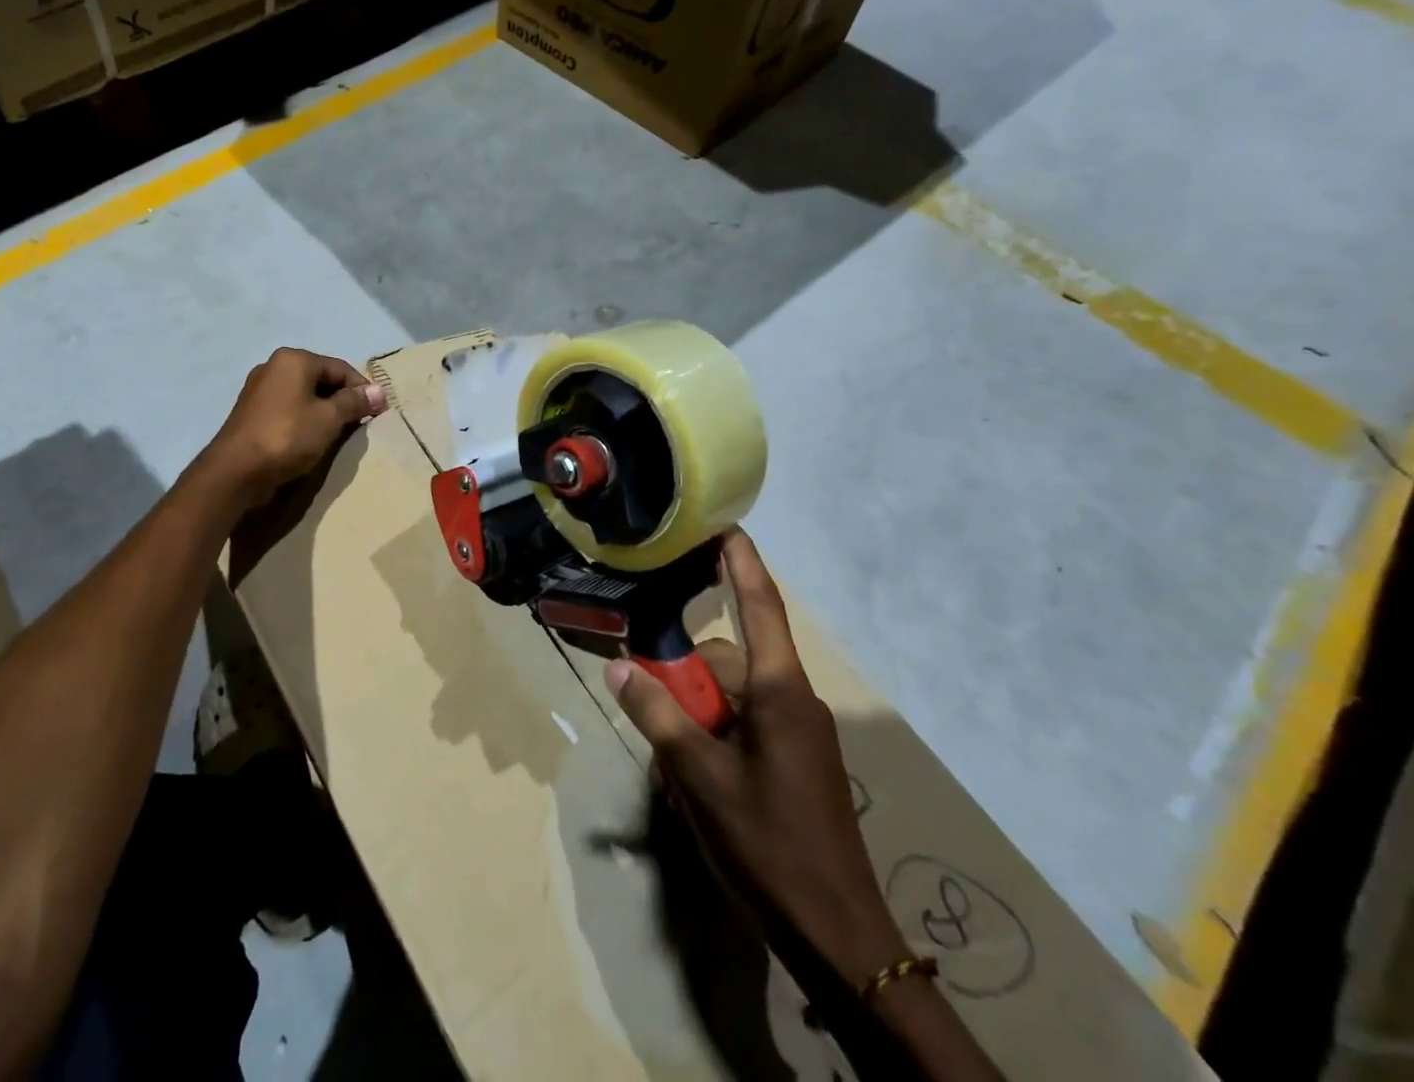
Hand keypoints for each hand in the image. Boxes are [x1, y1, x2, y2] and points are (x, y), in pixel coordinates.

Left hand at [201, 348, 386, 510]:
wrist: (236, 470)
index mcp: (294, 359)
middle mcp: (274, 366)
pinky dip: (304, 418)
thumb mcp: (329, 419)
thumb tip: (380, 391)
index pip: (340, 368)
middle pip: (321, 379)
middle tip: (360, 423)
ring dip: (324, 411)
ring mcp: (259, 389)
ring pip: (304, 395)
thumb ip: (355, 403)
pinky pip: (288, 408)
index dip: (362, 389)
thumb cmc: (287, 436)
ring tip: (339, 433)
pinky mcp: (251, 411)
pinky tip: (312, 438)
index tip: (378, 412)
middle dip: (343, 400)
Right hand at [605, 528, 907, 988]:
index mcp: (780, 690)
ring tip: (672, 771)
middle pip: (728, 663)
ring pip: (732, 699)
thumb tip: (619, 668)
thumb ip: (657, 715)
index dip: (740, 561)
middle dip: (686, 681)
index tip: (723, 523)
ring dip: (697, 719)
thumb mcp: (699, 777)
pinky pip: (746, 728)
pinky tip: (694, 783)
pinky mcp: (796, 761)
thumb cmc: (769, 844)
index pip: (759, 605)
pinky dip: (714, 741)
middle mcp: (794, 700)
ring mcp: (798, 734)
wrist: (841, 937)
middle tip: (651, 712)